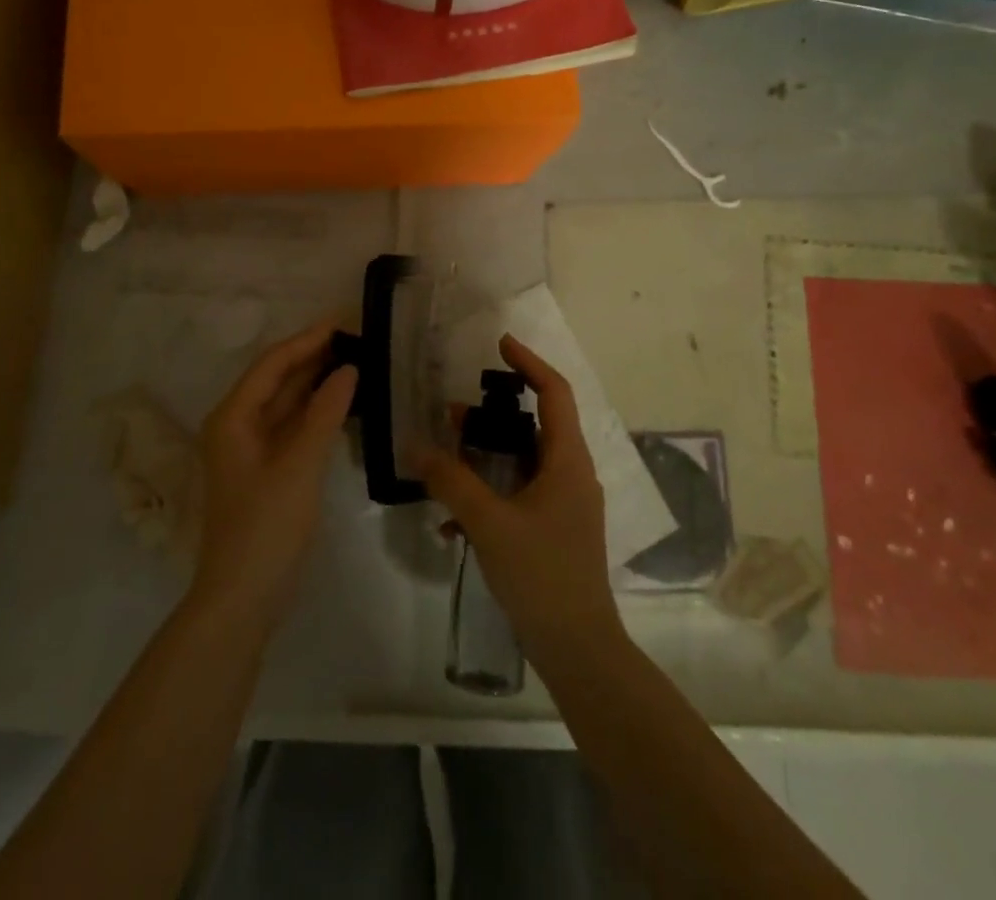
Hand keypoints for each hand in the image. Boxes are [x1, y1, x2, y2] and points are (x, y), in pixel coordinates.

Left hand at [190, 320, 356, 631]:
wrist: (243, 597)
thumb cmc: (266, 526)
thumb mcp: (299, 464)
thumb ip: (324, 412)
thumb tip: (348, 369)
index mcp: (233, 416)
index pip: (272, 363)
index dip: (307, 339)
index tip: (343, 320)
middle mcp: (236, 425)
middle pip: (277, 379)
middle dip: (313, 357)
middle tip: (356, 337)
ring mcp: (251, 449)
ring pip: (286, 403)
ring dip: (316, 382)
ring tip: (356, 361)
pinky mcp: (266, 469)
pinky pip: (292, 426)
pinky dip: (316, 412)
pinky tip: (343, 403)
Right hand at [414, 335, 624, 667]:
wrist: (579, 650)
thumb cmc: (542, 575)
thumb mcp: (489, 523)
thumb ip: (451, 481)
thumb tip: (416, 447)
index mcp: (568, 461)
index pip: (555, 392)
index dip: (528, 363)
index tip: (499, 344)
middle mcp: (572, 474)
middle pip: (536, 424)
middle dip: (494, 414)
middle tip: (455, 413)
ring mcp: (565, 504)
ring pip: (524, 461)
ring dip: (486, 455)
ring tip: (446, 457)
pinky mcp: (554, 530)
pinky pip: (519, 494)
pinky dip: (489, 494)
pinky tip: (451, 522)